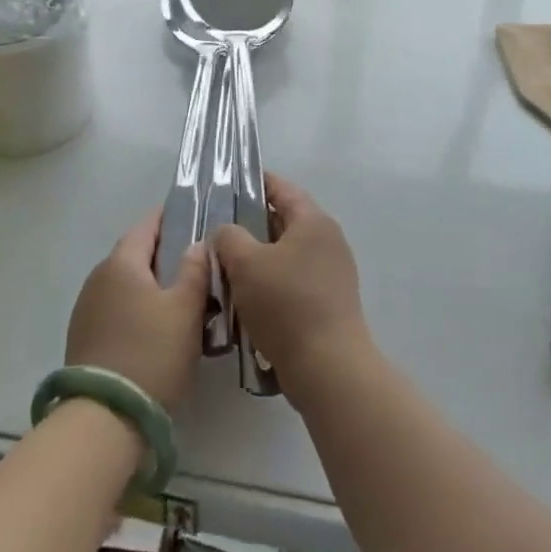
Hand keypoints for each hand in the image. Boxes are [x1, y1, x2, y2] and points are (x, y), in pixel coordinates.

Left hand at [66, 210, 208, 408]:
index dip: (170, 217)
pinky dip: (138, 309)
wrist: (104, 420)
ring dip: (152, 285)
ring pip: (127, 284)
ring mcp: (87, 309)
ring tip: (183, 299)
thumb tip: (198, 244)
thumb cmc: (152, 354)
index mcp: (122, 262)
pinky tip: (158, 329)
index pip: (147, 225)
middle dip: (165, 255)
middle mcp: (98, 277)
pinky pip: (117, 309)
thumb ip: (195, 270)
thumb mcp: (186, 310)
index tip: (193, 216)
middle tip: (198, 264)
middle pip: (136, 254)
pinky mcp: (84, 338)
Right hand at [215, 175, 369, 394]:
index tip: (227, 186)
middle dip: (250, 227)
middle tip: (217, 235)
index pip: (282, 189)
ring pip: (286, 256)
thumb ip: (229, 237)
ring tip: (226, 270)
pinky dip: (271, 286)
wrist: (328, 368)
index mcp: (313, 221)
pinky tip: (247, 303)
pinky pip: (293, 282)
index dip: (255, 183)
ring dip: (258, 261)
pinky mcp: (329, 303)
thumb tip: (227, 233)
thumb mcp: (245, 263)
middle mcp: (328, 241)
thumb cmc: (286, 305)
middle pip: (284, 223)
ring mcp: (332, 273)